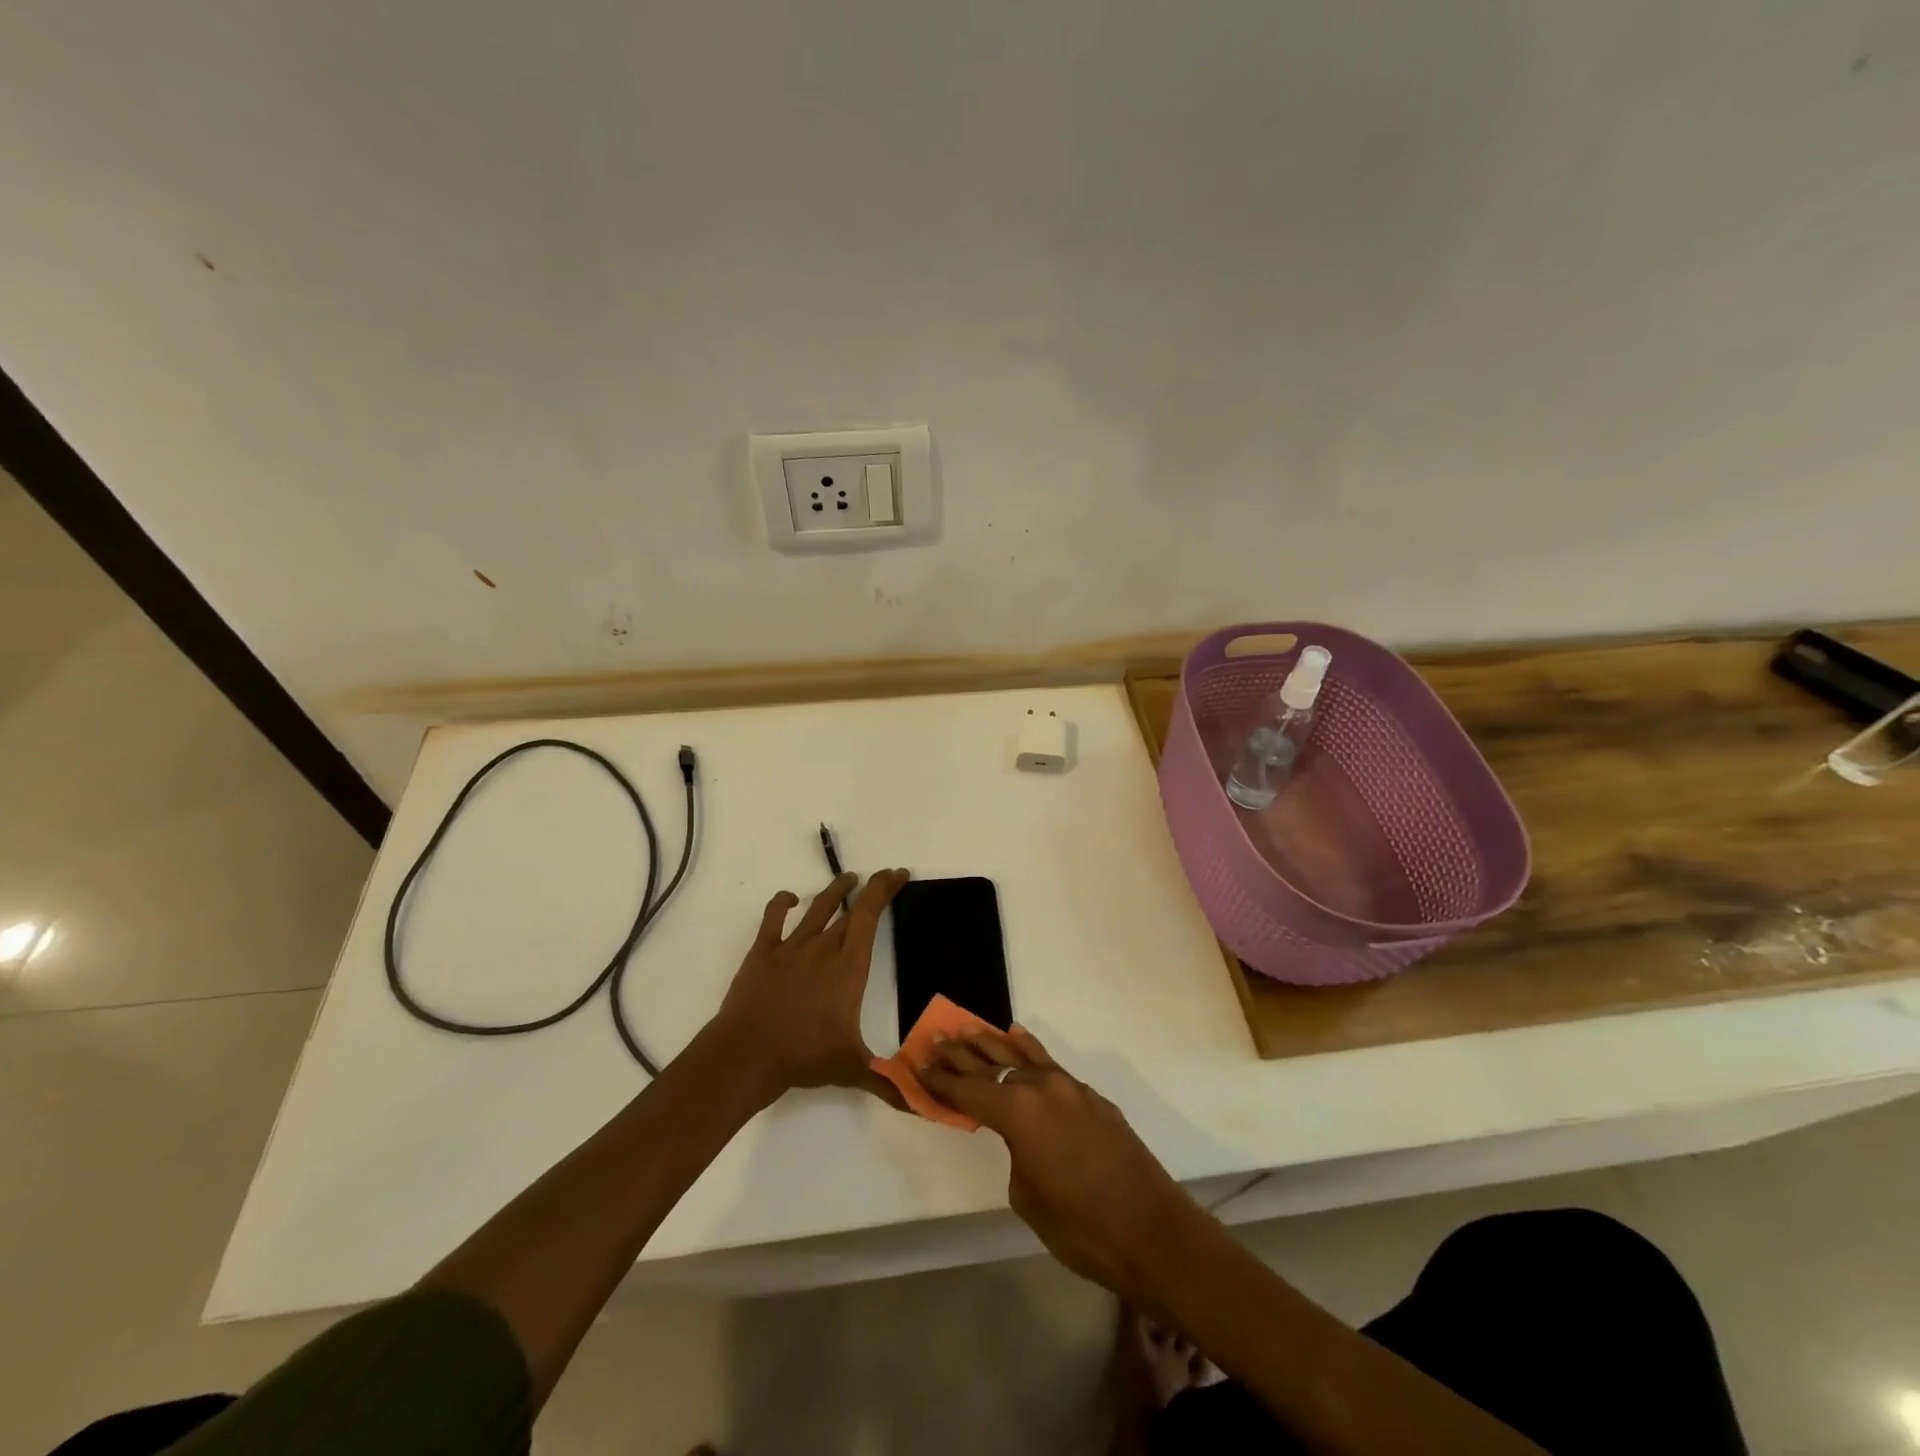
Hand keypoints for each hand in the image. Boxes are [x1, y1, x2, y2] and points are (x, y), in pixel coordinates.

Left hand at [712, 869, 908, 1103]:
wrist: (748, 1054)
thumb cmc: (804, 1056)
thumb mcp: (852, 1069)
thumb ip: (888, 1082)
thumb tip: (923, 1106)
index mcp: (849, 966)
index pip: (870, 915)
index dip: (885, 889)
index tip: (898, 874)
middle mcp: (823, 947)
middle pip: (850, 907)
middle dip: (870, 889)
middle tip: (883, 878)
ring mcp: (791, 946)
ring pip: (817, 907)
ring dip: (834, 890)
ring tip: (846, 878)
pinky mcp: (763, 952)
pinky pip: (774, 918)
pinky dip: (783, 903)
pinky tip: (790, 899)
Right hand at [919, 1027, 1206, 1310]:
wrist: (1152, 1231)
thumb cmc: (1081, 1227)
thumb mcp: (1028, 1197)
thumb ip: (1016, 1153)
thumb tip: (1023, 1137)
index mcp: (1019, 1113)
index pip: (969, 1092)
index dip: (942, 1081)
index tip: (918, 1065)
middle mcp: (1042, 1088)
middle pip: (992, 1065)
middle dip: (961, 1055)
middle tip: (936, 1040)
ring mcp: (1070, 1088)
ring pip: (1022, 1057)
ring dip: (993, 1044)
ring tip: (968, 1030)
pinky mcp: (1091, 1097)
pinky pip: (1050, 1065)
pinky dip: (1029, 1051)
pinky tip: (1017, 1037)